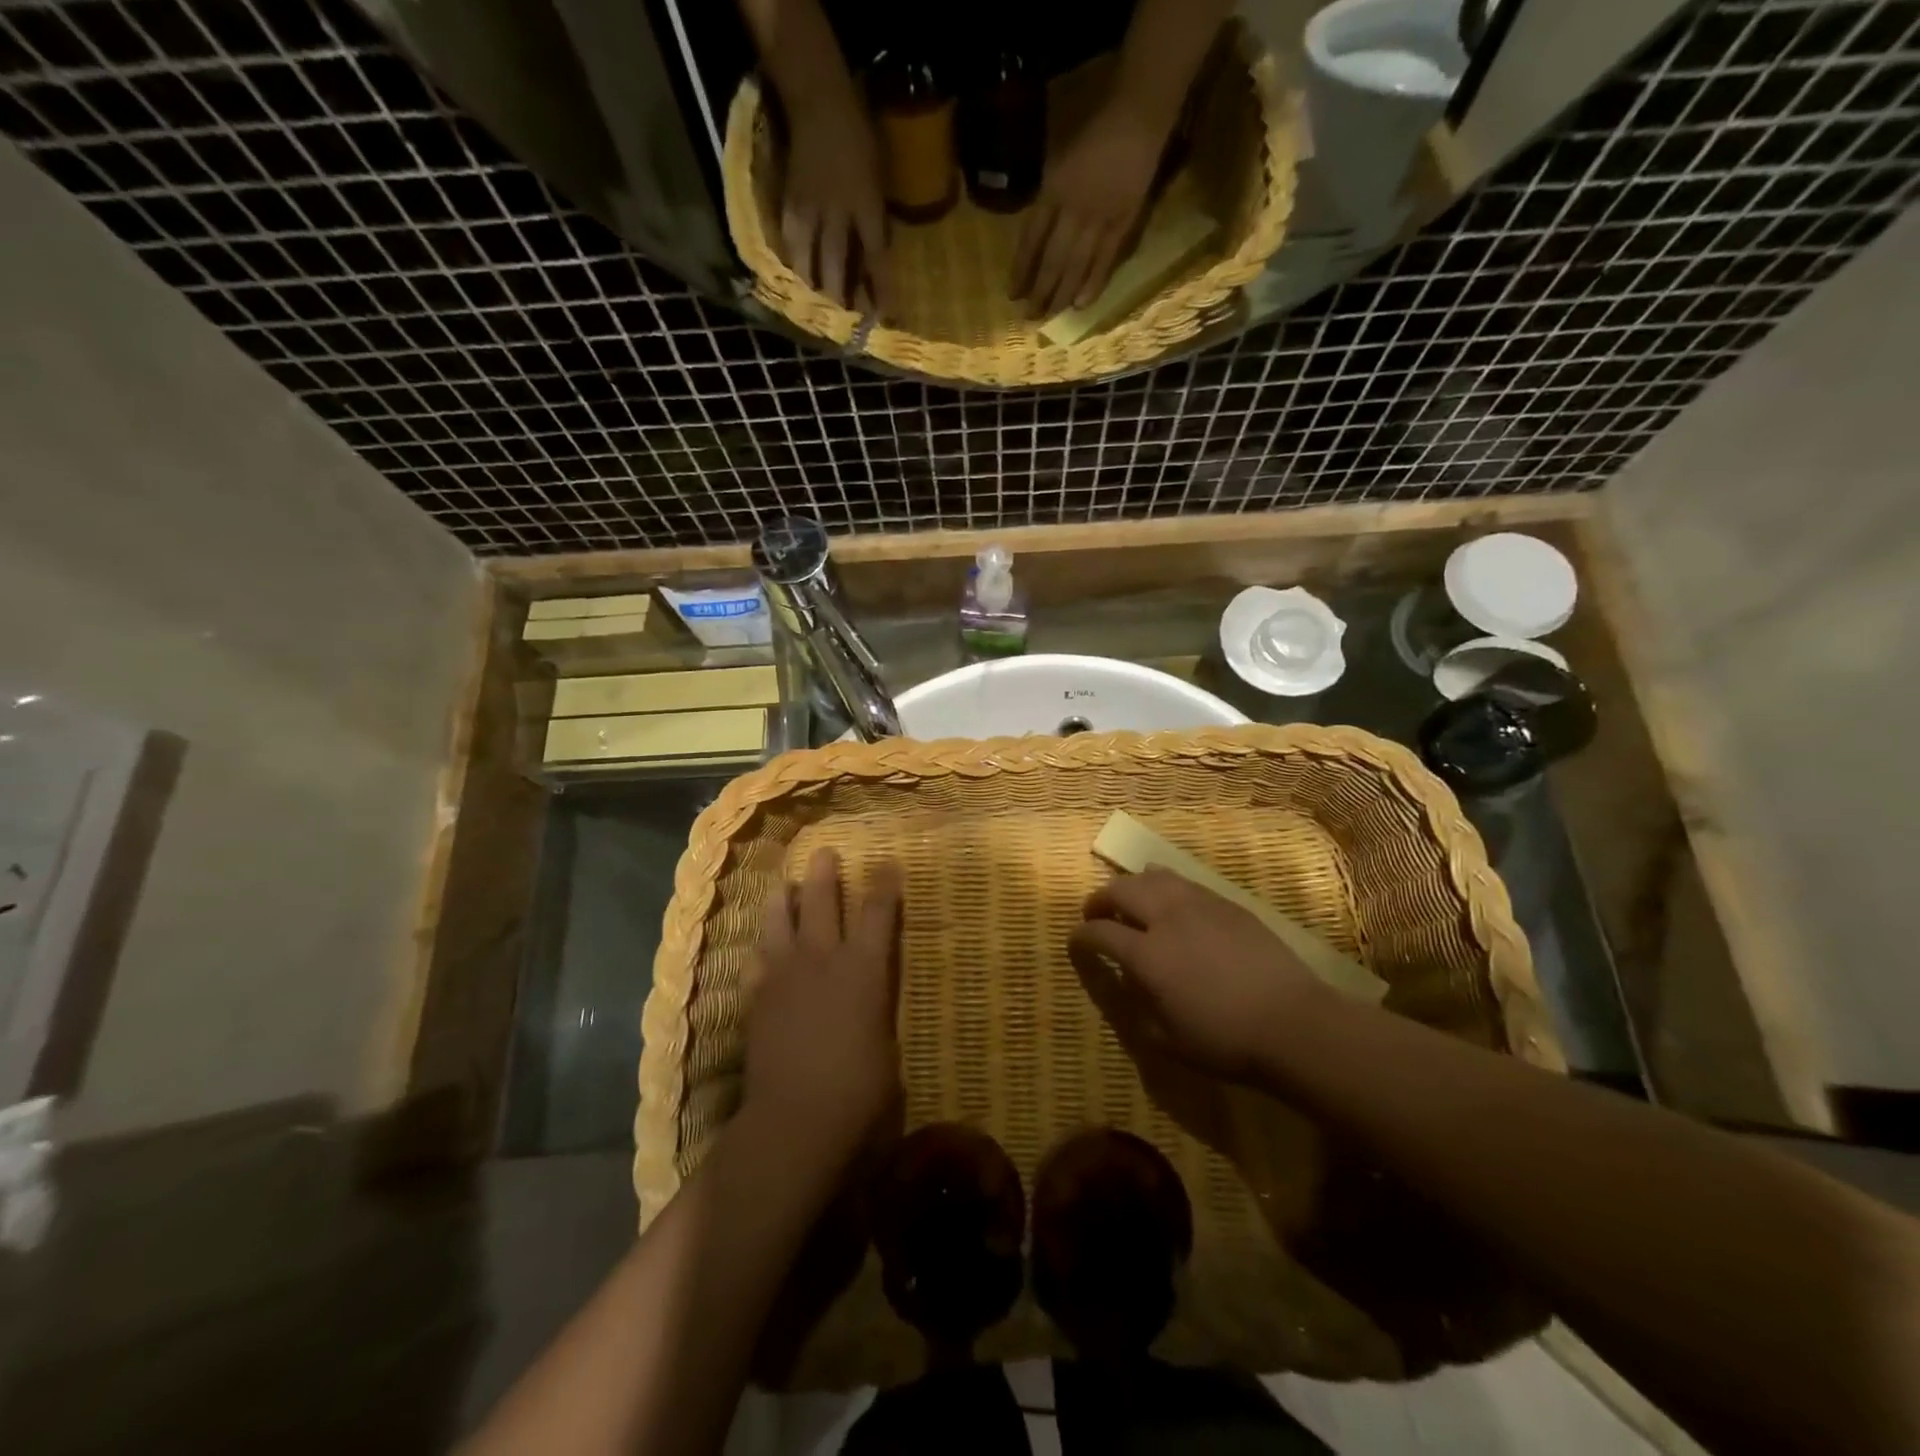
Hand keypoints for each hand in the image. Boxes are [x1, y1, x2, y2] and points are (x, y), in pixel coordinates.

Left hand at [744, 848, 903, 1171]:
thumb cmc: (860, 1090)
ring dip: (782, 899)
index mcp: (863, 969)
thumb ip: (877, 1012)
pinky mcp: (756, 998)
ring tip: (783, 885)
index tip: (889, 863)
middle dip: (824, 874)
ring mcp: (783, 976)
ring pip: (778, 921)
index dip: (884, 885)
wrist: (796, 1120)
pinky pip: (755, 960)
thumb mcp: (887, 1046)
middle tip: (824, 853)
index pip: (878, 913)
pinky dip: (761, 949)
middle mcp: (821, 960)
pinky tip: (761, 948)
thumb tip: (871, 1004)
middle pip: (820, 902)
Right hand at [781, 96, 888, 310]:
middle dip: (842, 301)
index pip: (877, 259)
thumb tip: (876, 261)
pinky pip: (791, 246)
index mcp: (865, 205)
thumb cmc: (858, 136)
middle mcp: (835, 214)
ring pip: (808, 263)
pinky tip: (799, 287)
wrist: (818, 100)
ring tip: (819, 316)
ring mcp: (808, 211)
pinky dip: (796, 268)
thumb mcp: (879, 178)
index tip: (887, 319)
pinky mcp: (788, 207)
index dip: (882, 291)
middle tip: (847, 329)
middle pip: (836, 269)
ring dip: (815, 293)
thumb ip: (876, 220)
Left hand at [1012, 99, 1166, 317]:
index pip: (1030, 241)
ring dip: (1061, 295)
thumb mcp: (1058, 158)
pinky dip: (1092, 286)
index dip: (1020, 270)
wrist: (1137, 115)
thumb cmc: (1094, 130)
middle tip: (1029, 317)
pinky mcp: (1123, 225)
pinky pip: (1104, 263)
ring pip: (1075, 267)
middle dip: (1039, 292)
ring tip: (1050, 316)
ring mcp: (1099, 220)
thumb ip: (1048, 197)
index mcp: (1053, 192)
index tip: (1012, 294)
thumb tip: (1035, 237)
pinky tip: (1080, 305)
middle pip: (1051, 261)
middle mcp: (1072, 211)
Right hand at [1068, 867, 1328, 1082]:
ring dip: (1132, 884)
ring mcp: (1199, 905)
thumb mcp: (1167, 1039)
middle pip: (1121, 890)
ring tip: (1129, 897)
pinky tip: (1169, 896)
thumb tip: (1127, 979)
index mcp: (1147, 955)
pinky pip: (1185, 882)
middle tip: (1094, 912)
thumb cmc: (1225, 1041)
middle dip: (1100, 899)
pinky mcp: (1227, 903)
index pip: (1100, 933)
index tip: (1074, 941)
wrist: (1293, 1023)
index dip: (1081, 936)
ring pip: (1154, 876)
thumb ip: (1138, 1005)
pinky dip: (1165, 884)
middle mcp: (1167, 918)